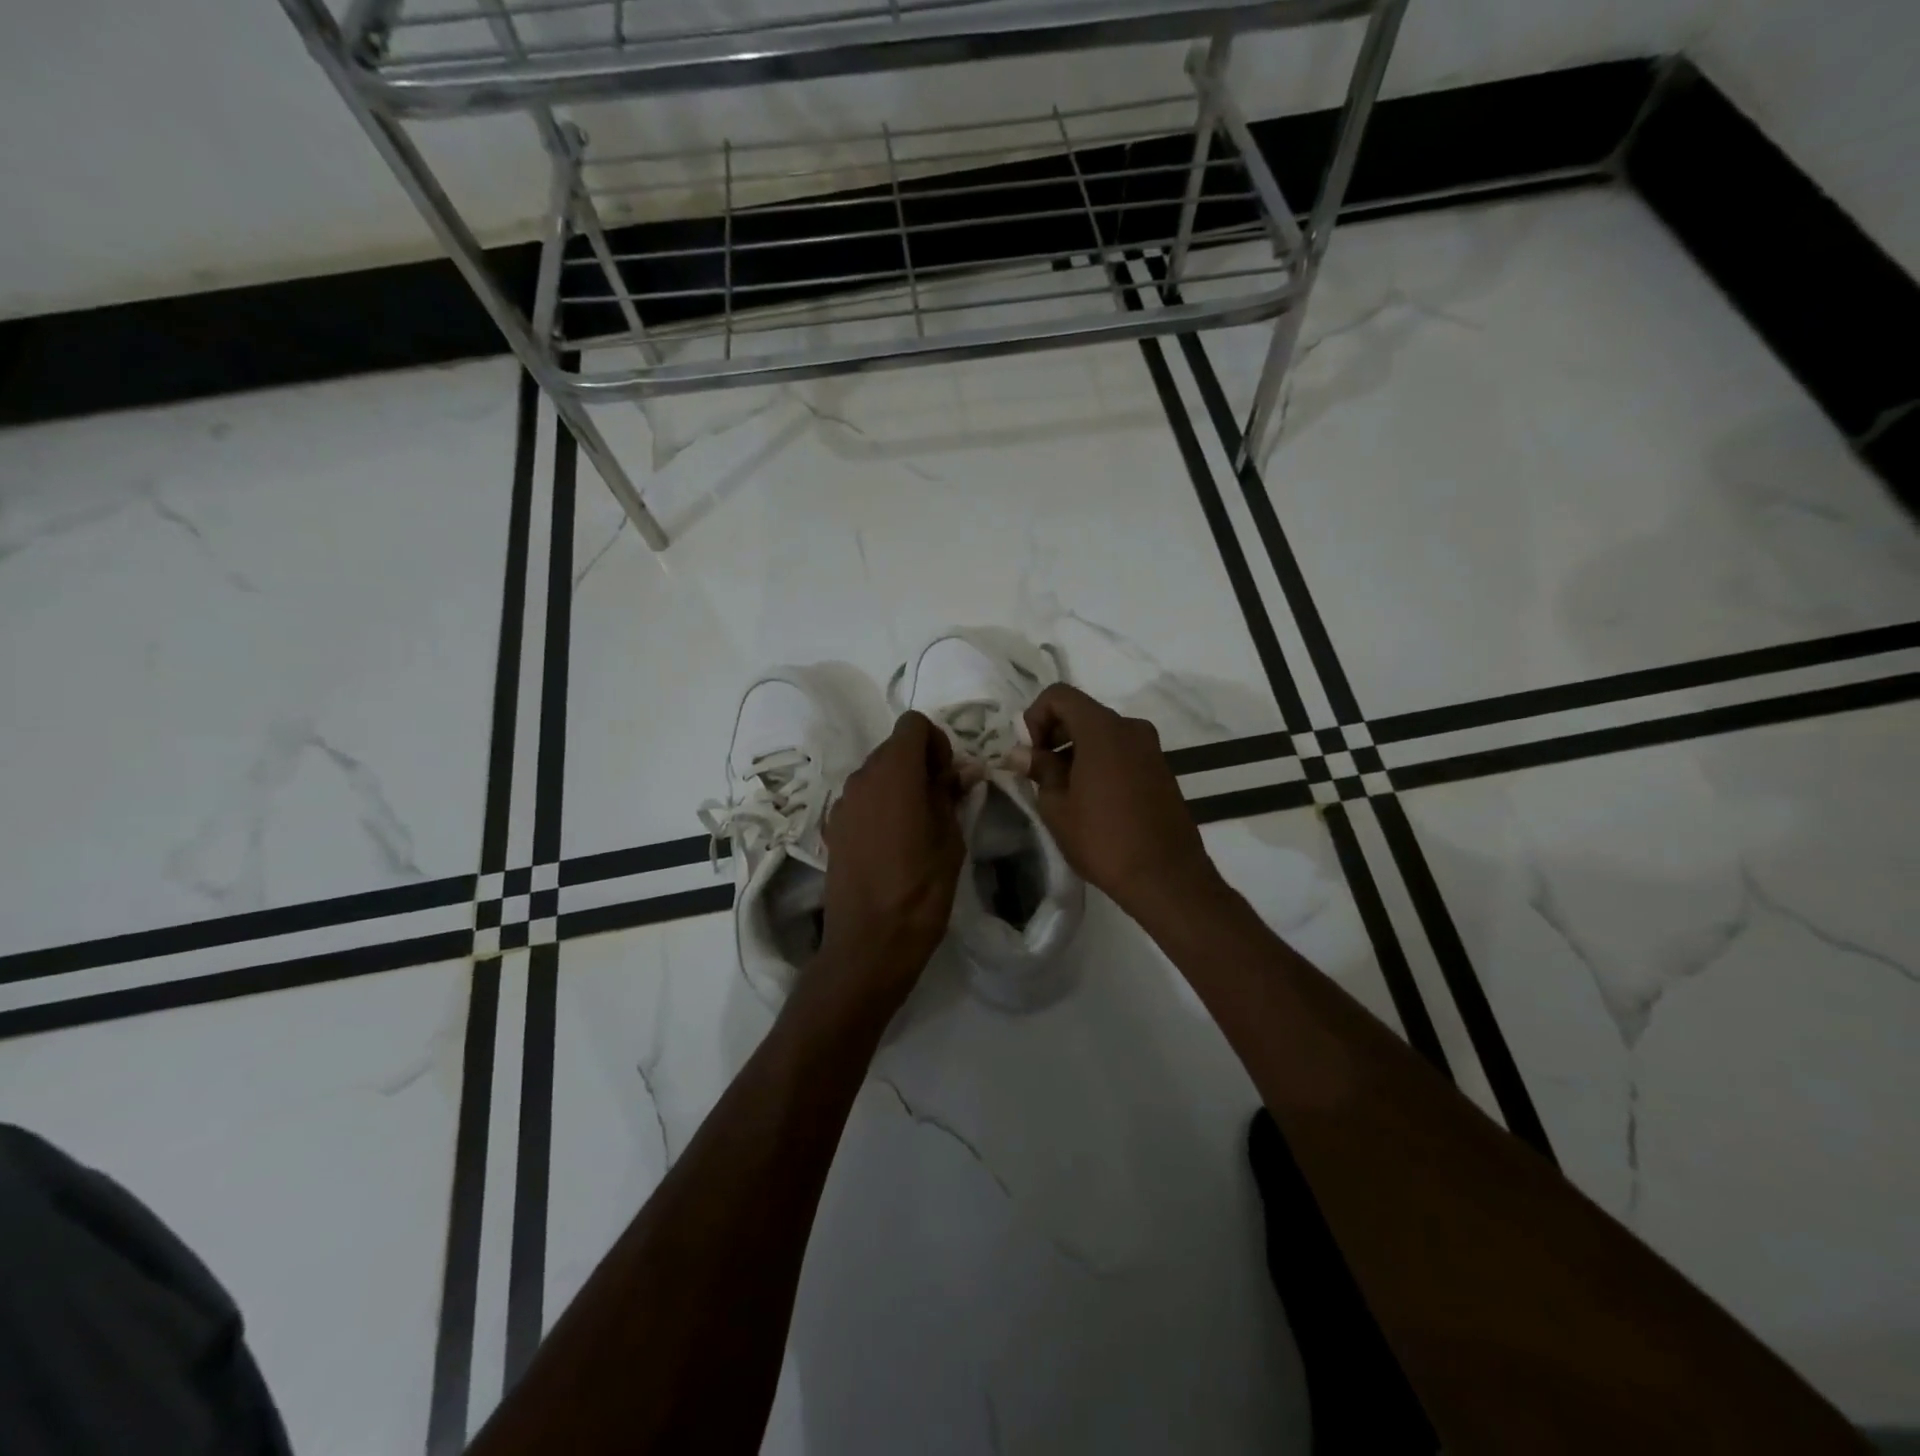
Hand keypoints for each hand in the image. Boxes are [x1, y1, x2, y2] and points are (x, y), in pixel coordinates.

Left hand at [816, 711, 966, 1008]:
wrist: (868, 944)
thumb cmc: (920, 890)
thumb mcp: (950, 840)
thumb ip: (951, 795)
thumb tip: (961, 770)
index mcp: (894, 773)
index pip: (913, 724)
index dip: (937, 742)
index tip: (949, 777)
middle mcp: (861, 778)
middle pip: (893, 747)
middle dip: (920, 762)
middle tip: (942, 800)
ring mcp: (843, 803)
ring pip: (877, 772)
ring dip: (900, 783)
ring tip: (919, 824)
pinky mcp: (833, 827)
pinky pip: (862, 798)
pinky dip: (881, 804)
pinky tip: (893, 842)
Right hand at [1016, 684, 1223, 921]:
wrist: (1166, 877)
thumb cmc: (1103, 839)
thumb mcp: (1057, 807)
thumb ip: (1039, 770)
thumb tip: (1020, 753)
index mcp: (1103, 730)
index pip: (1059, 695)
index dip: (1035, 717)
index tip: (1031, 754)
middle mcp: (1130, 728)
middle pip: (1082, 712)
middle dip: (1054, 734)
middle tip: (1040, 774)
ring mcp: (1150, 748)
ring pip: (1102, 733)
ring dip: (1076, 751)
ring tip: (1064, 792)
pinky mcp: (1160, 769)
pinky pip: (1121, 751)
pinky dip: (1100, 762)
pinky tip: (1092, 800)